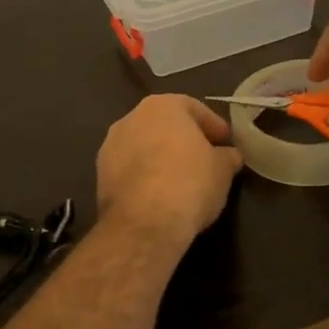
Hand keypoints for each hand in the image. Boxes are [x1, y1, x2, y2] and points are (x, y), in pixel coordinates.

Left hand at [96, 95, 244, 247]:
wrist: (144, 223)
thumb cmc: (190, 183)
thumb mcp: (222, 170)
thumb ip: (226, 156)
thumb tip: (228, 156)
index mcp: (162, 106)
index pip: (194, 108)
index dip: (214, 126)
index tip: (226, 143)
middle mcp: (131, 118)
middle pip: (165, 124)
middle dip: (184, 139)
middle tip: (205, 159)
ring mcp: (110, 145)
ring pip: (144, 145)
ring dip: (161, 157)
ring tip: (181, 179)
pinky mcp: (100, 174)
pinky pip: (130, 168)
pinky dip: (145, 175)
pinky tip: (159, 193)